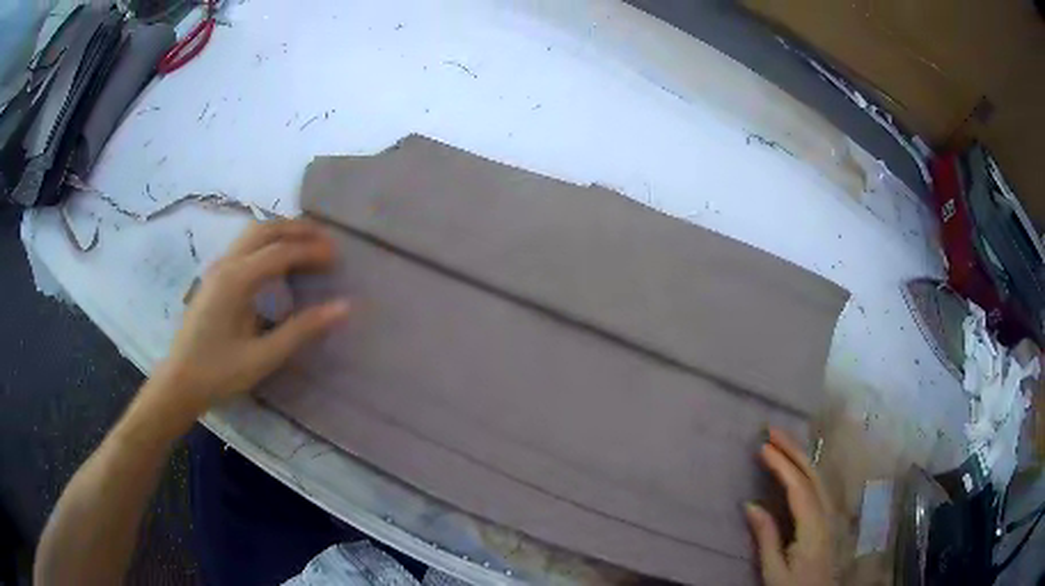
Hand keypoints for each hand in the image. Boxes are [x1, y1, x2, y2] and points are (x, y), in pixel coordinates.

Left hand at [149, 220, 349, 417]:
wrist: (179, 381)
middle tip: (326, 241)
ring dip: (281, 231)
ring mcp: (217, 267)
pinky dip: (268, 241)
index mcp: (237, 280)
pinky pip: (244, 245)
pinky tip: (277, 260)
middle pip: (265, 229)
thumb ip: (302, 329)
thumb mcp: (263, 357)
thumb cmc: (219, 372)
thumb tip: (343, 307)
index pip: (281, 251)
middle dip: (297, 229)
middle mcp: (226, 264)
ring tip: (306, 244)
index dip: (311, 250)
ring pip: (252, 232)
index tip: (338, 256)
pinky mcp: (214, 277)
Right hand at [746, 428, 834, 585]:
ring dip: (800, 455)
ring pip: (818, 477)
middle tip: (771, 430)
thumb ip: (766, 537)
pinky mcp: (828, 518)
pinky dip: (806, 468)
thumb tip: (751, 505)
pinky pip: (819, 485)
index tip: (763, 447)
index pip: (799, 488)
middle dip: (793, 449)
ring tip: (781, 441)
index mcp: (813, 528)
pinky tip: (798, 464)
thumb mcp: (774, 571)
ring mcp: (830, 514)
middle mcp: (826, 515)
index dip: (782, 465)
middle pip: (813, 475)